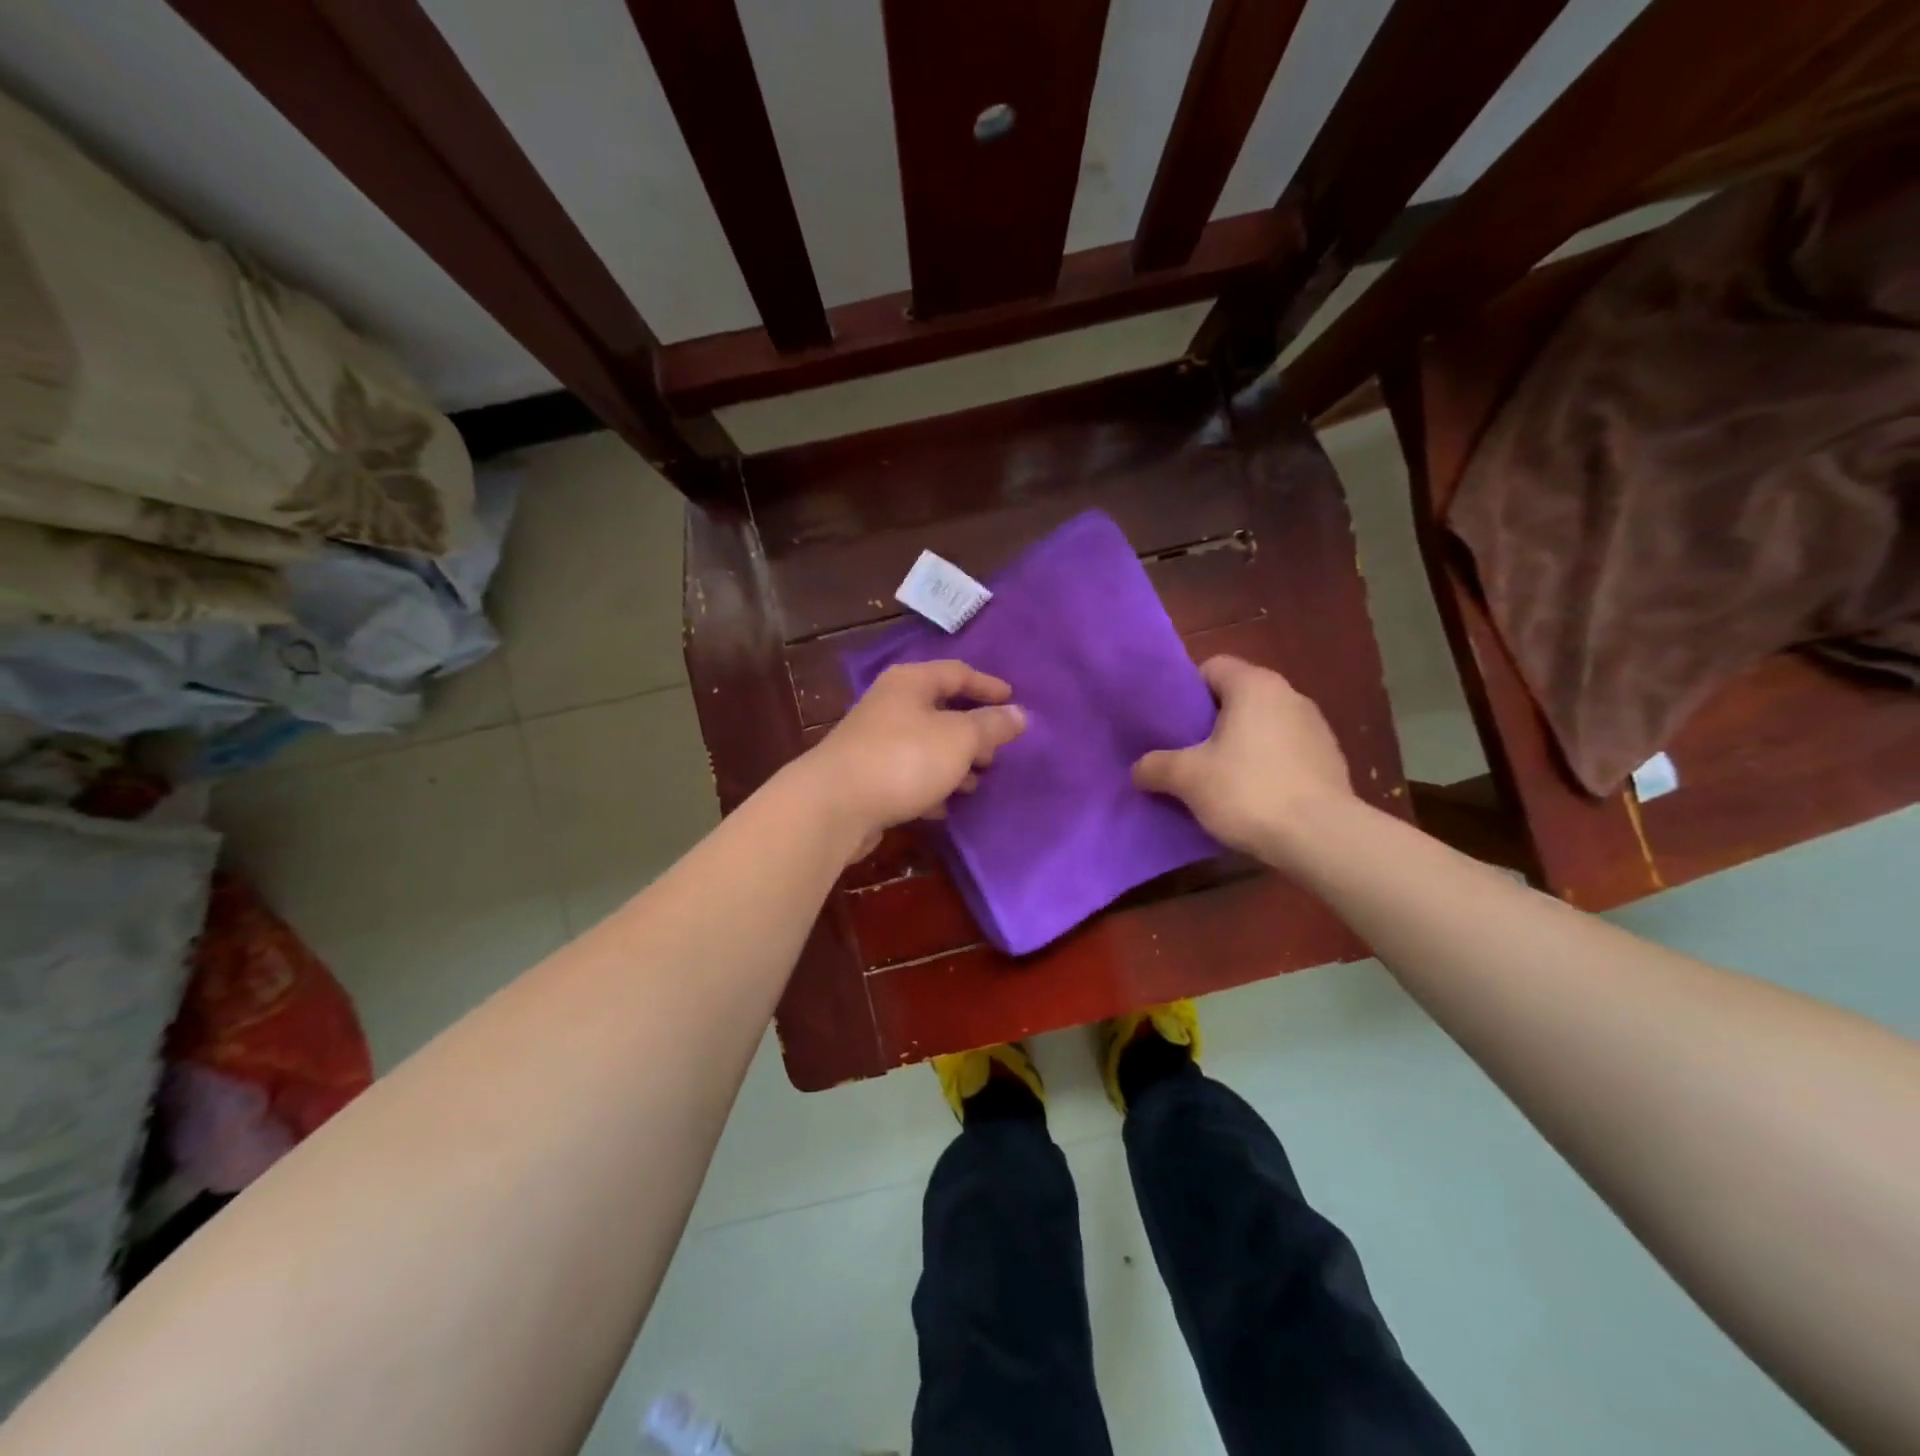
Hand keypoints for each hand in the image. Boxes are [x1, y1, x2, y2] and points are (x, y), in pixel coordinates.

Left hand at [800, 660, 1026, 859]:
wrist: (835, 805)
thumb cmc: (904, 759)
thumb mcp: (959, 738)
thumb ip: (991, 725)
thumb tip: (1020, 714)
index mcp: (910, 683)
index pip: (957, 672)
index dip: (988, 686)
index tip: (1014, 702)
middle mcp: (890, 705)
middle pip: (940, 710)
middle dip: (972, 732)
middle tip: (996, 753)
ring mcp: (874, 741)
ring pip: (925, 746)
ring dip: (953, 763)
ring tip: (975, 784)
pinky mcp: (866, 777)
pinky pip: (908, 775)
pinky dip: (929, 786)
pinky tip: (942, 806)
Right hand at [1132, 656, 1353, 863]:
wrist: (1321, 838)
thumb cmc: (1248, 791)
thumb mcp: (1187, 778)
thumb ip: (1155, 766)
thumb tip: (1139, 769)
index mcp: (1255, 685)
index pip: (1212, 667)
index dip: (1186, 691)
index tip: (1171, 723)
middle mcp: (1289, 695)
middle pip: (1237, 698)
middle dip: (1209, 723)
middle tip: (1184, 752)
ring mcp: (1315, 728)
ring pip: (1262, 726)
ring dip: (1238, 746)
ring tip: (1216, 778)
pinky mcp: (1329, 760)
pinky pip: (1284, 753)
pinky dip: (1265, 766)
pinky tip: (1251, 796)